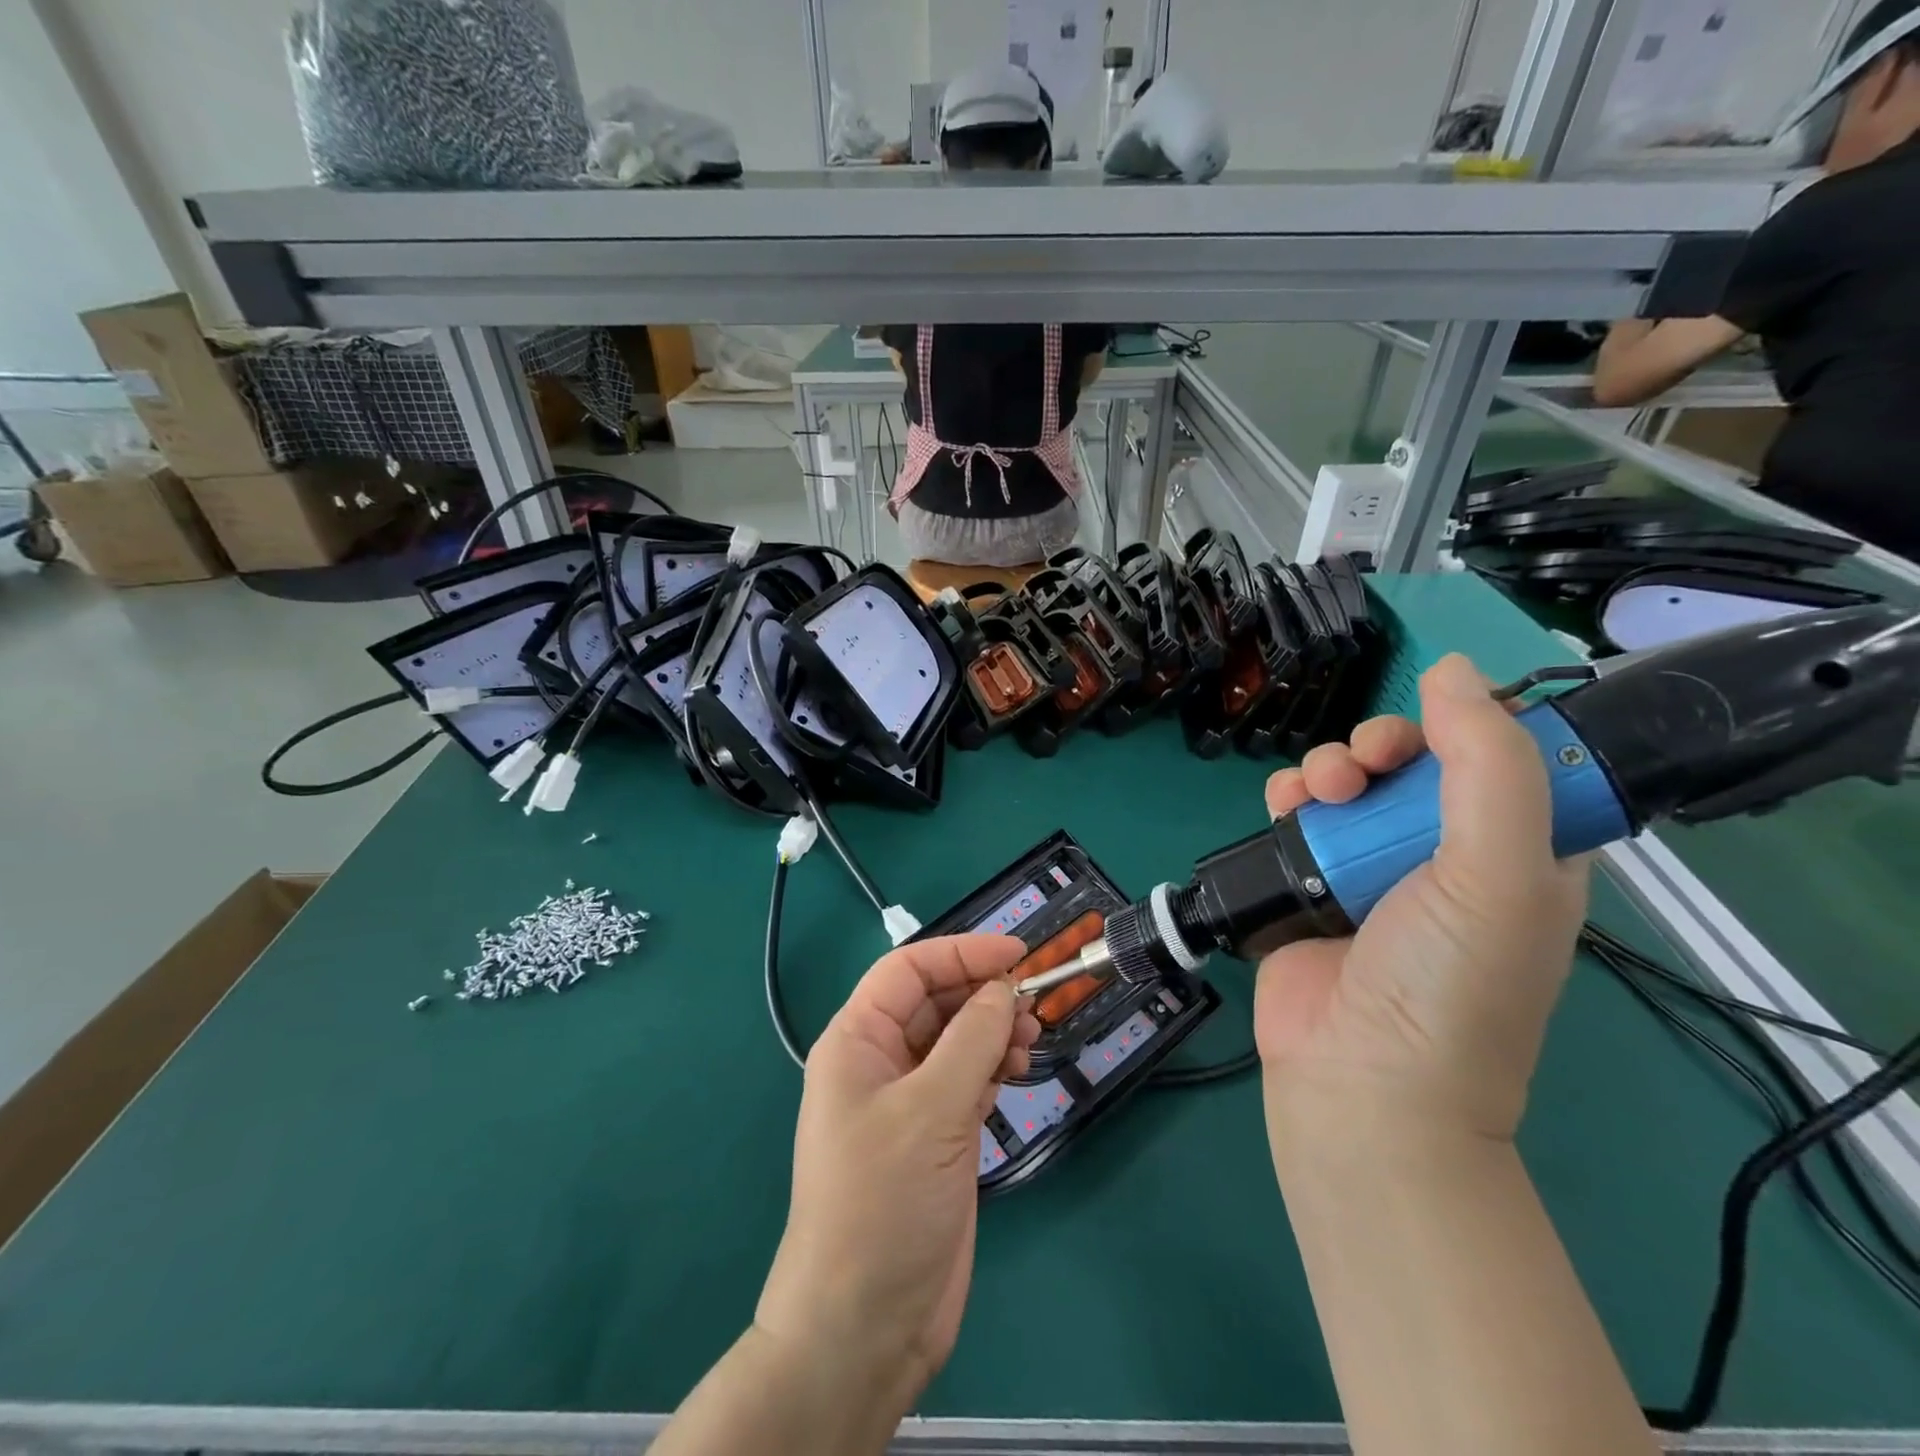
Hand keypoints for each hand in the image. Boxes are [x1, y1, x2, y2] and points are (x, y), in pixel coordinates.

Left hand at [754, 935, 1039, 1414]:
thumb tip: (1005, 989)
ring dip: (994, 1031)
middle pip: (936, 1002)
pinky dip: (994, 1067)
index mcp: (857, 1040)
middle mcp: (880, 1061)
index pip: (909, 970)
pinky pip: (967, 1078)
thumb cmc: (883, 1201)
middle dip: (983, 994)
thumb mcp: (930, 1110)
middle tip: (1034, 1004)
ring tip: (1031, 1041)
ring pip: (956, 1039)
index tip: (1017, 955)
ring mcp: (908, 1100)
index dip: (961, 953)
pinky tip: (1016, 1072)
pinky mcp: (934, 1135)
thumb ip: (972, 1041)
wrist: (866, 1324)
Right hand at [1256, 654, 1589, 1140]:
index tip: (1429, 728)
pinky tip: (1283, 805)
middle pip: (1412, 763)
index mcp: (1519, 853)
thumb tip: (1454, 668)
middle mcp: (1444, 855)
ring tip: (1312, 794)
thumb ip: (1487, 764)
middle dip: (1380, 747)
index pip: (1500, 759)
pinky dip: (1289, 797)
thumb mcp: (1499, 872)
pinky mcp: (1311, 882)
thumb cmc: (1449, 981)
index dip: (1464, 727)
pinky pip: (1299, 814)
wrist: (1359, 1080)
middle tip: (1360, 769)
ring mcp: (1371, 869)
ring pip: (1349, 782)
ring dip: (1327, 768)